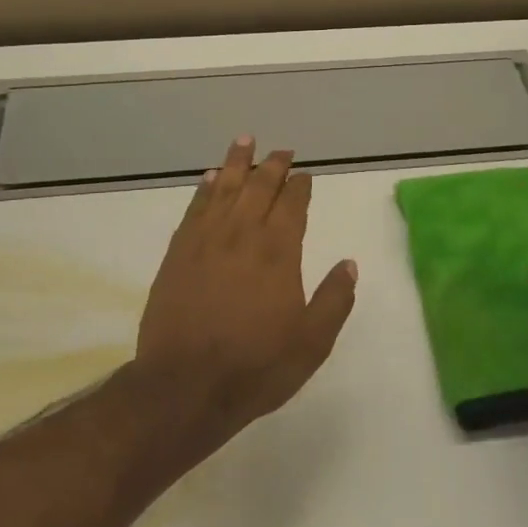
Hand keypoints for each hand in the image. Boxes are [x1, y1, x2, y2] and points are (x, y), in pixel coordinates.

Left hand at [134, 137, 358, 431]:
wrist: (186, 385)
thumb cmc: (256, 366)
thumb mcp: (311, 342)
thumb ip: (334, 300)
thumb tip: (349, 263)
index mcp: (278, 252)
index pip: (292, 205)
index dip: (299, 186)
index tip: (304, 174)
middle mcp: (242, 235)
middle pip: (259, 187)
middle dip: (273, 166)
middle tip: (283, 151)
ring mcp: (206, 241)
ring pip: (224, 188)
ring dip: (236, 163)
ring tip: (245, 141)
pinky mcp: (178, 253)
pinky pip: (195, 208)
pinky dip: (205, 189)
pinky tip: (210, 178)